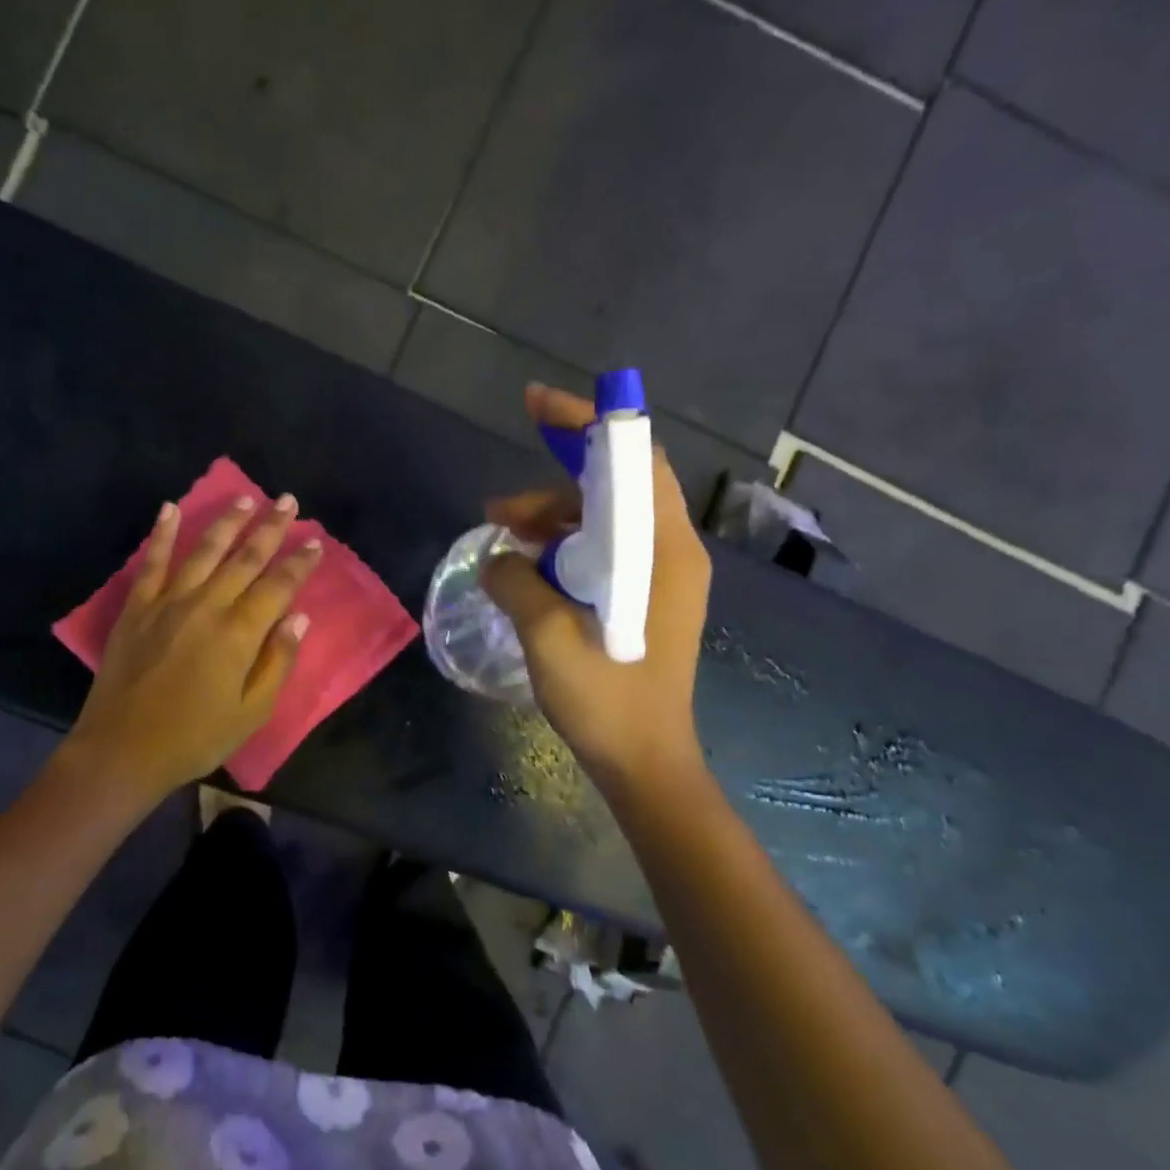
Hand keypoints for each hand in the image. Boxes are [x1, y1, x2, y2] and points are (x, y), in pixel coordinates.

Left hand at [67, 493, 321, 797]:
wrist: (123, 750)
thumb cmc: (195, 737)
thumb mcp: (251, 712)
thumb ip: (277, 661)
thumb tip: (298, 618)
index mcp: (239, 633)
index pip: (278, 586)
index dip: (300, 563)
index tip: (316, 541)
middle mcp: (207, 605)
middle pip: (245, 558)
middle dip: (270, 527)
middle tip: (287, 500)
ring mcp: (167, 602)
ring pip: (203, 550)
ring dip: (227, 521)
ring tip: (245, 497)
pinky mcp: (136, 608)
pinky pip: (152, 562)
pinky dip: (161, 534)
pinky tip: (170, 509)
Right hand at [480, 383, 712, 787]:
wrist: (645, 764)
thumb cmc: (608, 702)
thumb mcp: (550, 638)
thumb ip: (518, 583)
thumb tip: (498, 556)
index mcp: (664, 550)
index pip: (634, 459)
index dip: (588, 425)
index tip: (536, 405)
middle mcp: (671, 551)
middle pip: (616, 487)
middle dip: (554, 484)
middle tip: (497, 508)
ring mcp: (661, 576)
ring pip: (605, 521)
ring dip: (553, 521)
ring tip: (502, 540)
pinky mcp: (647, 599)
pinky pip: (604, 552)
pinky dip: (565, 549)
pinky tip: (527, 570)